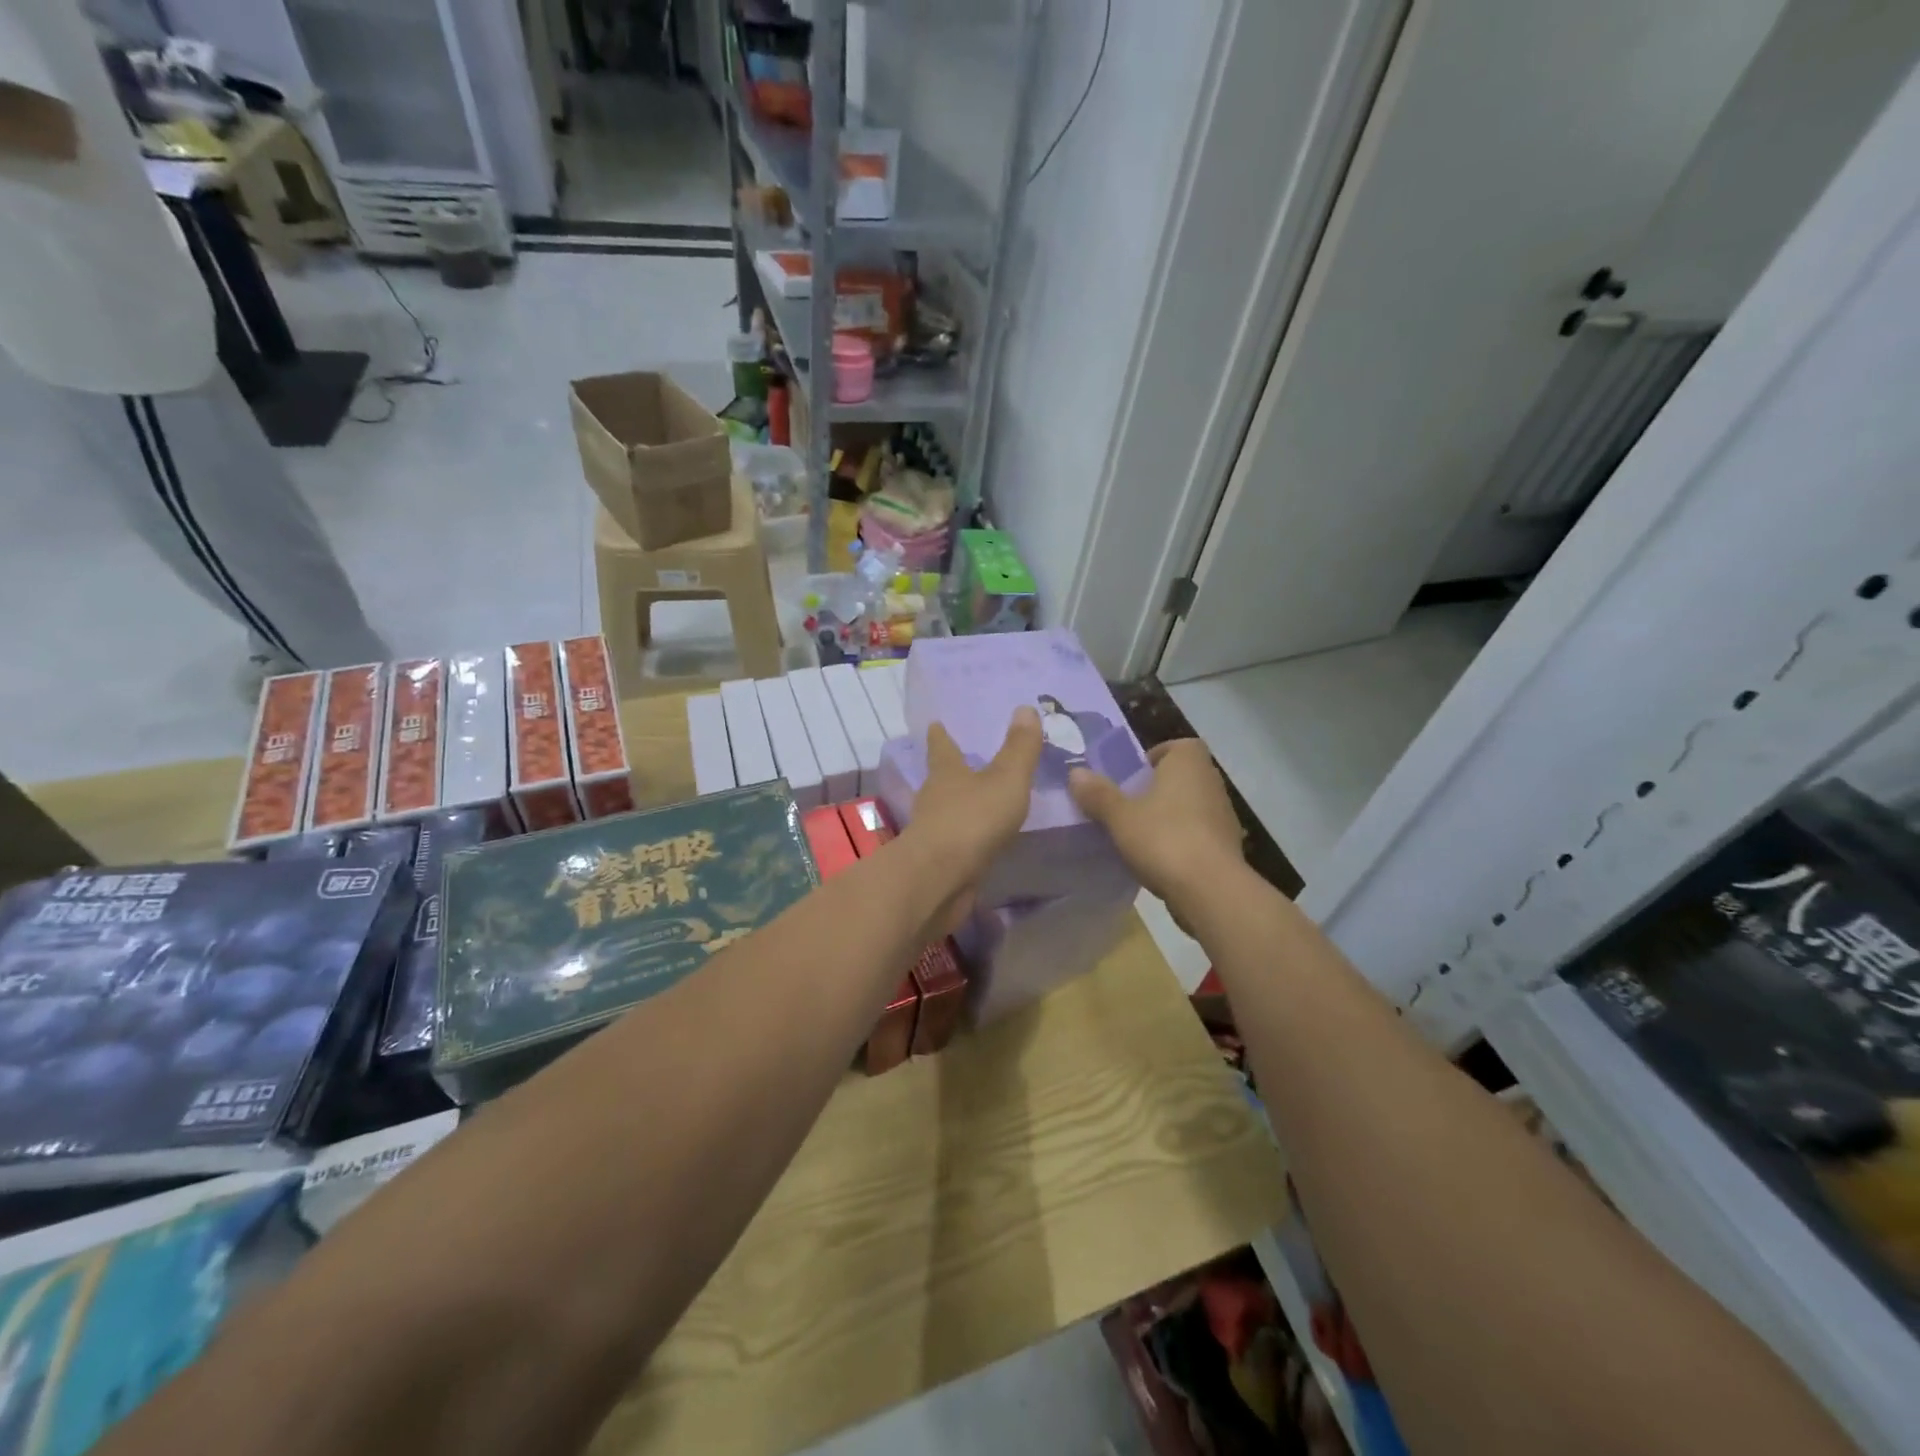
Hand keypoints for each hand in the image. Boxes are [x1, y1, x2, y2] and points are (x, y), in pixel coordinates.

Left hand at [899, 707, 1042, 935]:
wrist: (939, 879)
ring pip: (947, 811)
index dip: (940, 735)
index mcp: (946, 773)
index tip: (935, 723)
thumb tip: (1025, 708)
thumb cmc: (972, 820)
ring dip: (959, 805)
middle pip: (941, 778)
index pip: (941, 747)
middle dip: (951, 770)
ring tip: (978, 801)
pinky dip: (967, 837)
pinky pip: (956, 842)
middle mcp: (934, 798)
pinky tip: (981, 842)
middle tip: (964, 761)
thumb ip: (1019, 748)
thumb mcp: (1006, 779)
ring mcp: (933, 832)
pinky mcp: (938, 862)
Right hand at [1069, 739, 1244, 907]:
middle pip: (1180, 777)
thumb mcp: (1119, 816)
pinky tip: (1159, 861)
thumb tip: (1076, 772)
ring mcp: (1223, 814)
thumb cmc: (1163, 838)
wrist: (1211, 890)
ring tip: (1139, 836)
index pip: (1175, 746)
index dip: (1152, 758)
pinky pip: (1198, 834)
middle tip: (1126, 807)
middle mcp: (1211, 781)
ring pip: (1190, 806)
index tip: (1130, 779)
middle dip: (1156, 789)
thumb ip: (1098, 794)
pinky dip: (1181, 841)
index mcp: (1188, 762)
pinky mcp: (1227, 846)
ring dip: (1168, 817)